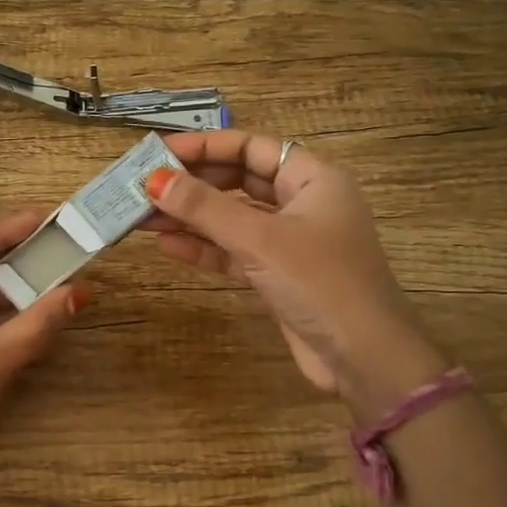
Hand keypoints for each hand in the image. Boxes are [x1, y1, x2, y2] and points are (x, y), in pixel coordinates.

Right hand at [144, 130, 446, 412]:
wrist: (363, 359)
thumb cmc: (320, 283)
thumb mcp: (259, 240)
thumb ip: (205, 208)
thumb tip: (153, 180)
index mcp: (313, 179)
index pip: (252, 148)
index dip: (205, 147)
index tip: (160, 152)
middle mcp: (303, 203)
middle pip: (239, 181)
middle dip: (192, 185)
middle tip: (144, 186)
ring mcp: (290, 242)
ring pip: (232, 219)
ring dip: (190, 218)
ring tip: (142, 216)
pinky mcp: (278, 275)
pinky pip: (234, 251)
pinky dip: (203, 248)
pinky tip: (166, 245)